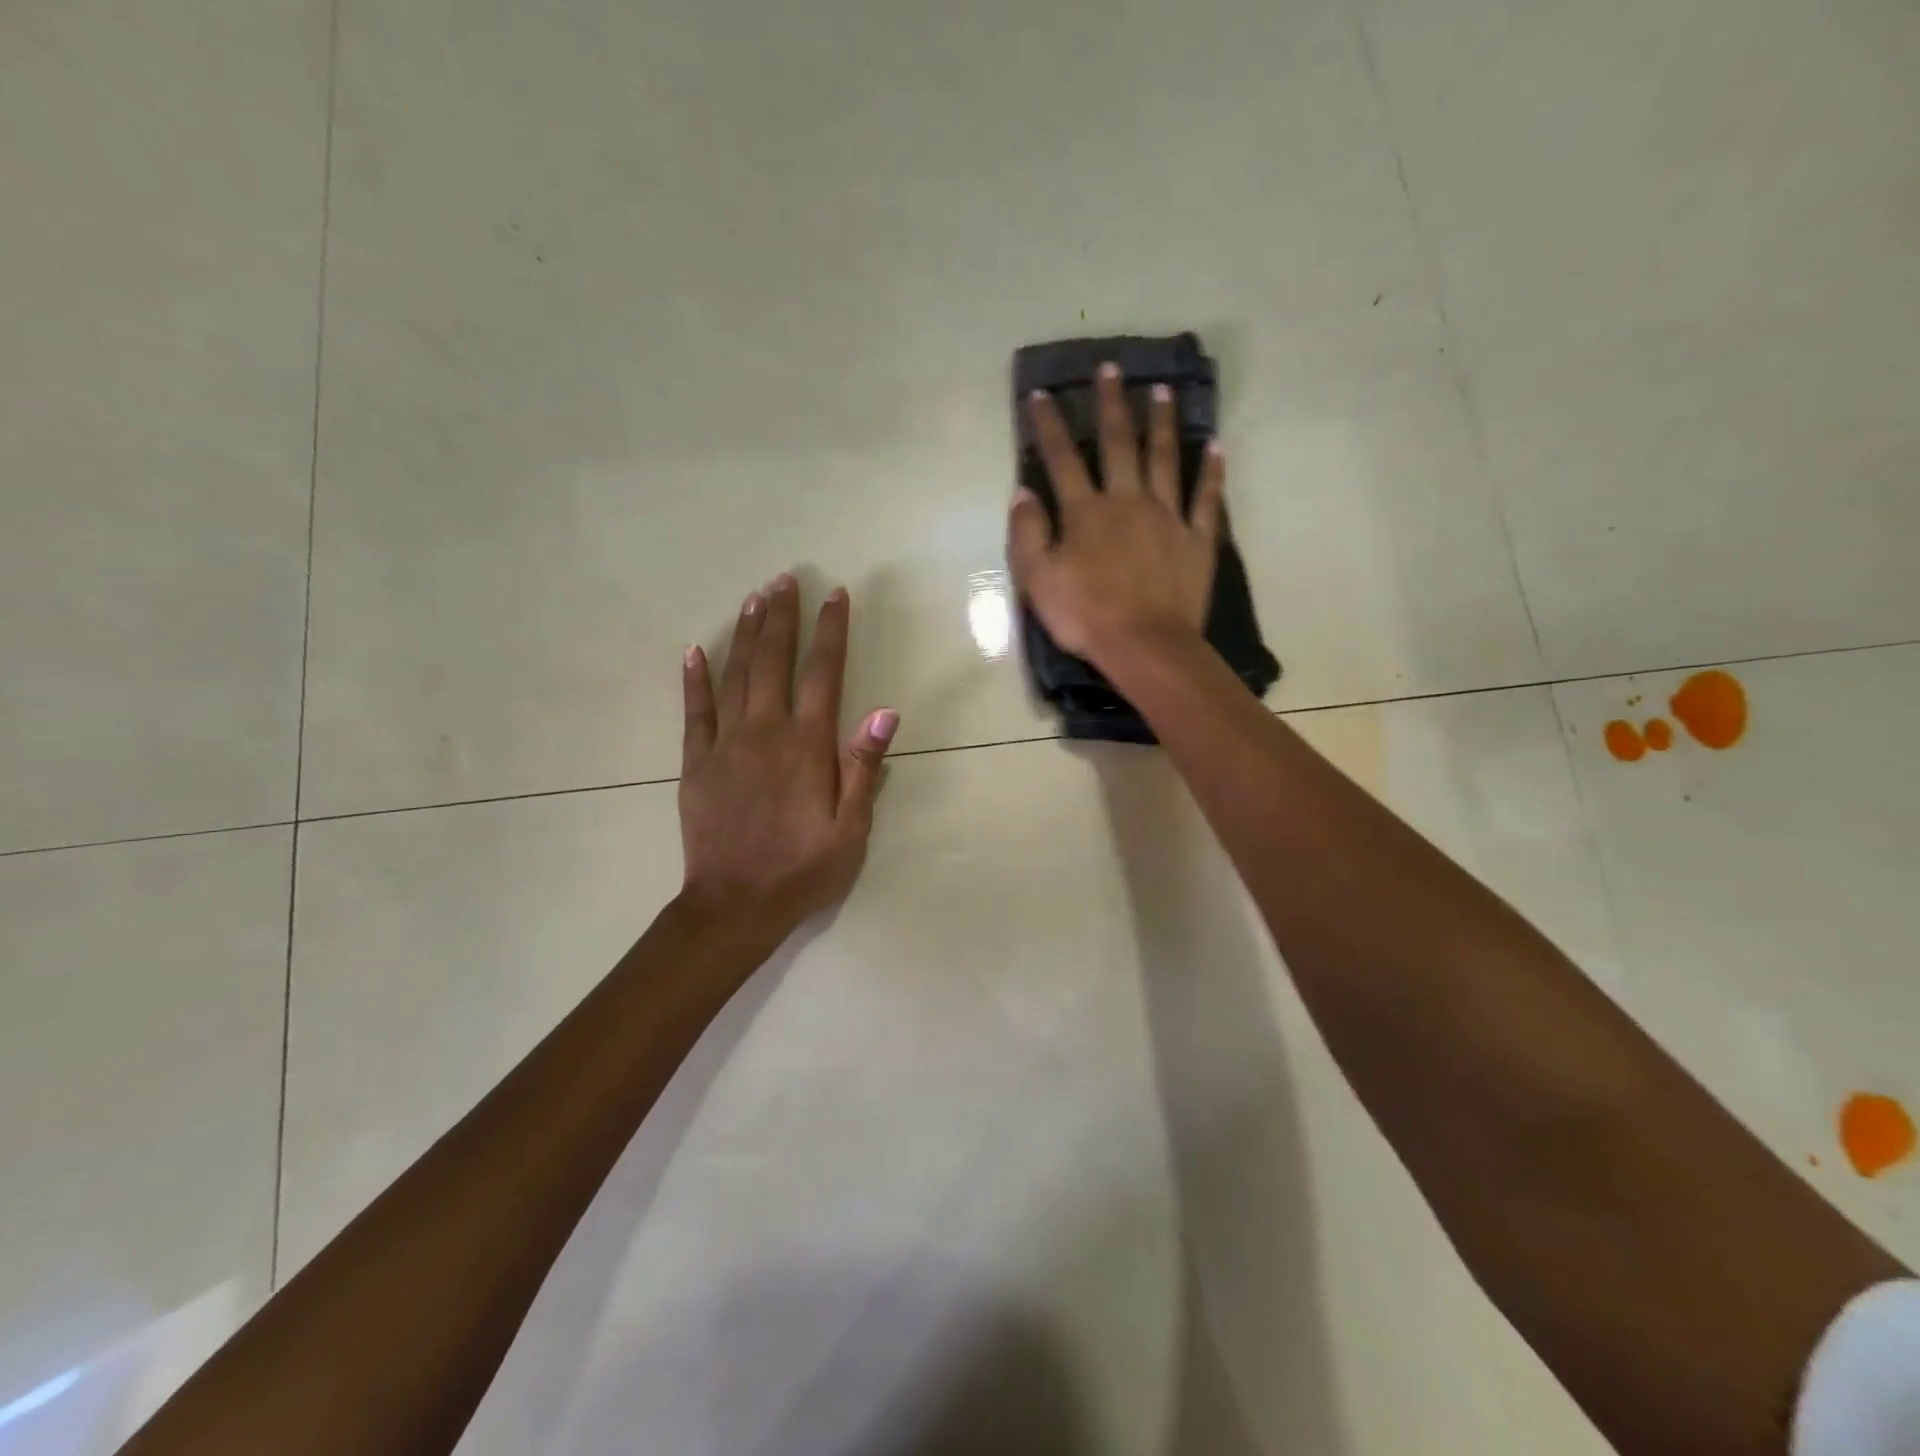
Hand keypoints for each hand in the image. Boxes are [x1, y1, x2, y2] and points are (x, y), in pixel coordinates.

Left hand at [679, 575, 897, 935]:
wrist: (734, 905)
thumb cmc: (803, 869)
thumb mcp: (850, 827)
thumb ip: (862, 767)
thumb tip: (883, 711)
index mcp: (806, 746)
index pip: (822, 674)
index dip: (830, 631)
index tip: (834, 596)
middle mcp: (764, 732)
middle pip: (773, 661)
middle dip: (782, 617)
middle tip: (785, 578)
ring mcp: (724, 744)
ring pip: (735, 675)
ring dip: (745, 633)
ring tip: (754, 598)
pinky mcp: (695, 763)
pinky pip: (694, 711)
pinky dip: (694, 679)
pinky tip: (694, 651)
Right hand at [1007, 363, 1224, 668]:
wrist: (1146, 646)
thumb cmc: (1086, 616)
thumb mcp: (1038, 580)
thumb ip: (1027, 533)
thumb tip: (1022, 492)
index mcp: (1086, 511)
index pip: (1061, 459)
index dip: (1048, 425)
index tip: (1042, 394)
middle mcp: (1127, 501)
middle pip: (1118, 443)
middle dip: (1111, 404)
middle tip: (1111, 368)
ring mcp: (1167, 516)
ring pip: (1165, 458)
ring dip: (1162, 422)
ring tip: (1162, 390)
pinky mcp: (1197, 538)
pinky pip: (1207, 497)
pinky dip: (1212, 470)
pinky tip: (1216, 445)